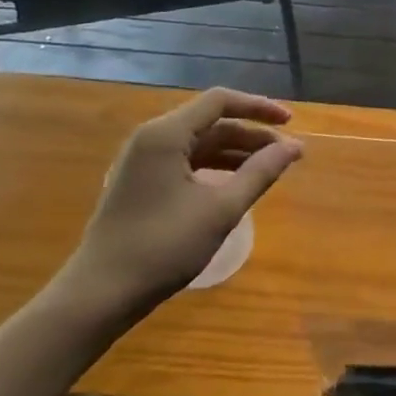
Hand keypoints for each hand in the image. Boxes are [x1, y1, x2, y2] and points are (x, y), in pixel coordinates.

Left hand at [53, 89, 302, 326]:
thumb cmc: (164, 246)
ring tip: (269, 170)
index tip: (291, 123)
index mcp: (166, 135)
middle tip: (287, 155)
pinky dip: (216, 167)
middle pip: (211, 122)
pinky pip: (186, 161)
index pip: (220, 102)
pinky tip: (236, 185)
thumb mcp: (221, 209)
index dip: (259, 107)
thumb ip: (260, 173)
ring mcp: (143, 162)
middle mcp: (151, 139)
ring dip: (236, 152)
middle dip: (251, 134)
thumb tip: (294, 147)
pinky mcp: (141, 183)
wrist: (101, 294)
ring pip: (199, 143)